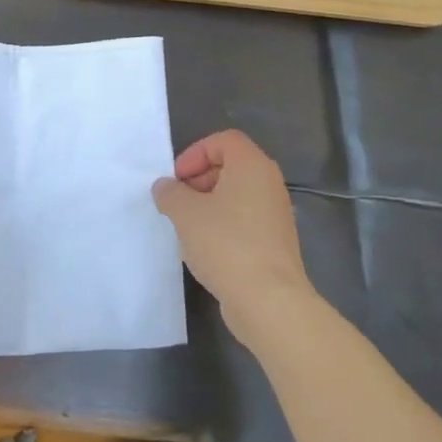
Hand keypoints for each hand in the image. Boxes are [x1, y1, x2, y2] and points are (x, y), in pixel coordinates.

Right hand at [153, 130, 312, 342]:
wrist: (268, 300)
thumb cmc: (226, 244)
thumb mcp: (185, 213)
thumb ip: (170, 193)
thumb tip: (165, 187)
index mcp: (252, 166)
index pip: (223, 141)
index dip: (195, 153)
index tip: (177, 179)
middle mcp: (269, 184)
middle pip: (229, 166)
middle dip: (198, 180)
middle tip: (177, 202)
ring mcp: (275, 215)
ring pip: (235, 196)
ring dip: (207, 206)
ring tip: (186, 229)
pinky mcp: (274, 243)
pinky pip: (243, 221)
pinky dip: (222, 227)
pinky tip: (203, 251)